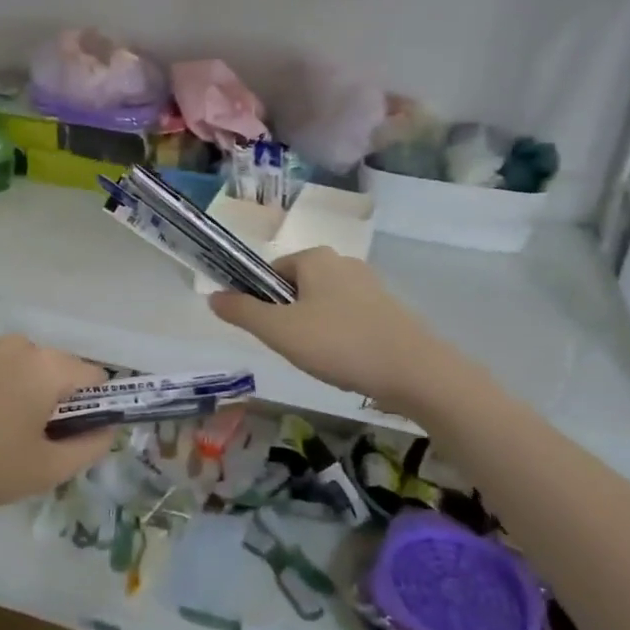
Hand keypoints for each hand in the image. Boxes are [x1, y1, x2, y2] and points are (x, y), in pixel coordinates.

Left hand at [0, 335, 113, 517]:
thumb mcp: (44, 471)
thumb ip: (90, 447)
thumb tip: (108, 428)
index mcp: (45, 366)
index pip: (93, 376)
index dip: (92, 407)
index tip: (70, 437)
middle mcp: (16, 344)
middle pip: (55, 367)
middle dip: (53, 399)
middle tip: (30, 441)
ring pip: (19, 365)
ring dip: (20, 391)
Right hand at [209, 247, 463, 412]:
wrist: (417, 372)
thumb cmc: (340, 344)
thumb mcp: (279, 331)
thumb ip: (242, 312)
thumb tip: (212, 296)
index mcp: (315, 258)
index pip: (270, 272)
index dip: (260, 301)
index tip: (268, 332)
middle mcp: (343, 262)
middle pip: (296, 288)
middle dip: (288, 317)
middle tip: (292, 349)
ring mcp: (370, 285)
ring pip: (322, 304)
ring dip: (313, 329)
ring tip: (320, 360)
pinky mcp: (389, 309)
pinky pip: (349, 318)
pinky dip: (340, 337)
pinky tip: (346, 362)